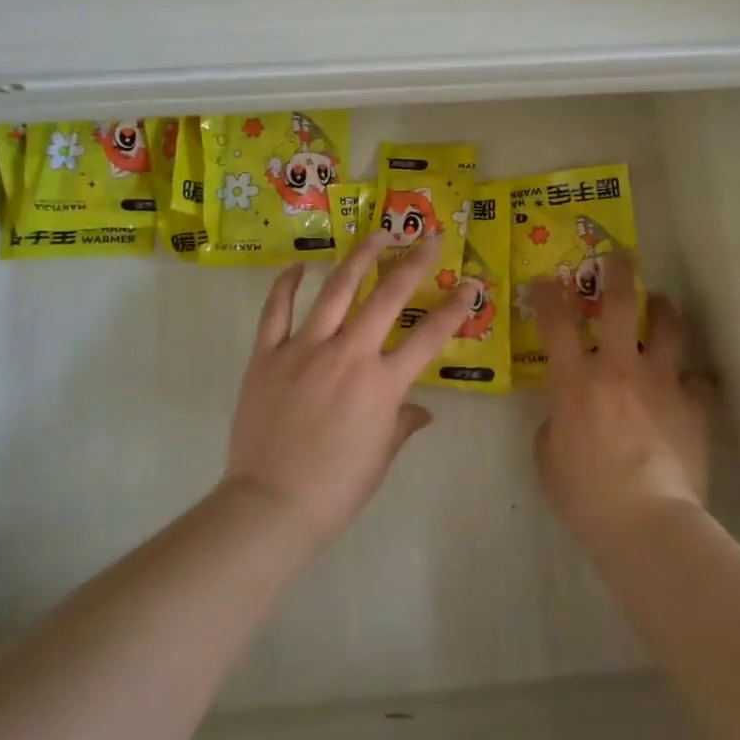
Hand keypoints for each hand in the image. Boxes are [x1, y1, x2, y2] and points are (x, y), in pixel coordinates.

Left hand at [222, 234, 470, 551]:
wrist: (271, 506)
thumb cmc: (336, 488)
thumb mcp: (381, 457)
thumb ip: (403, 423)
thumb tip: (422, 411)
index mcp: (382, 383)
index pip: (429, 336)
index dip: (455, 307)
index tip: (471, 284)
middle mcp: (348, 354)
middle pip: (387, 296)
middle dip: (413, 262)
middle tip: (427, 238)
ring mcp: (305, 349)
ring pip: (336, 289)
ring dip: (360, 257)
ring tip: (377, 233)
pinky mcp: (268, 354)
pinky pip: (276, 311)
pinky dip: (286, 285)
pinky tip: (298, 266)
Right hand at [532, 254, 710, 546]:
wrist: (646, 519)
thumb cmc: (586, 493)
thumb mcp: (548, 458)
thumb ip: (554, 425)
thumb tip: (565, 416)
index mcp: (577, 379)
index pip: (556, 322)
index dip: (547, 295)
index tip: (545, 280)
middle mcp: (619, 367)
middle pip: (619, 303)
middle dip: (618, 273)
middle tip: (619, 257)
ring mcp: (661, 382)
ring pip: (668, 327)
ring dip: (664, 311)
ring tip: (662, 306)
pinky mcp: (694, 404)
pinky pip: (700, 381)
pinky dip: (694, 382)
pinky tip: (691, 388)